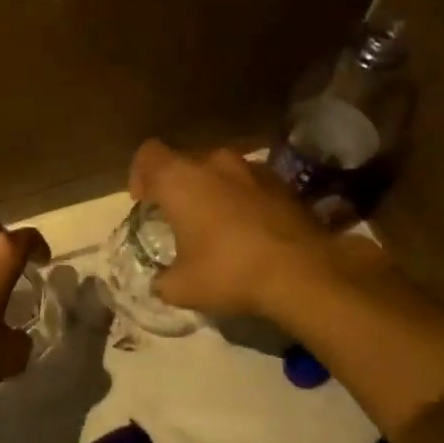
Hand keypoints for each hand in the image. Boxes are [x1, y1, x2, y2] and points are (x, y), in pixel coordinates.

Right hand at [128, 139, 379, 320]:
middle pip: (184, 161)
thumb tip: (161, 283)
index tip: (144, 202)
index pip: (148, 154)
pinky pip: (248, 183)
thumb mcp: (181, 288)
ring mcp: (251, 169)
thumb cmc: (228, 271)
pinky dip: (241, 199)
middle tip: (178, 217)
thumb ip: (162, 280)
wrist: (303, 272)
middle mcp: (213, 163)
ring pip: (219, 171)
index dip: (140, 174)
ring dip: (211, 191)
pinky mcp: (282, 183)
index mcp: (179, 179)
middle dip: (177, 185)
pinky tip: (247, 230)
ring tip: (215, 224)